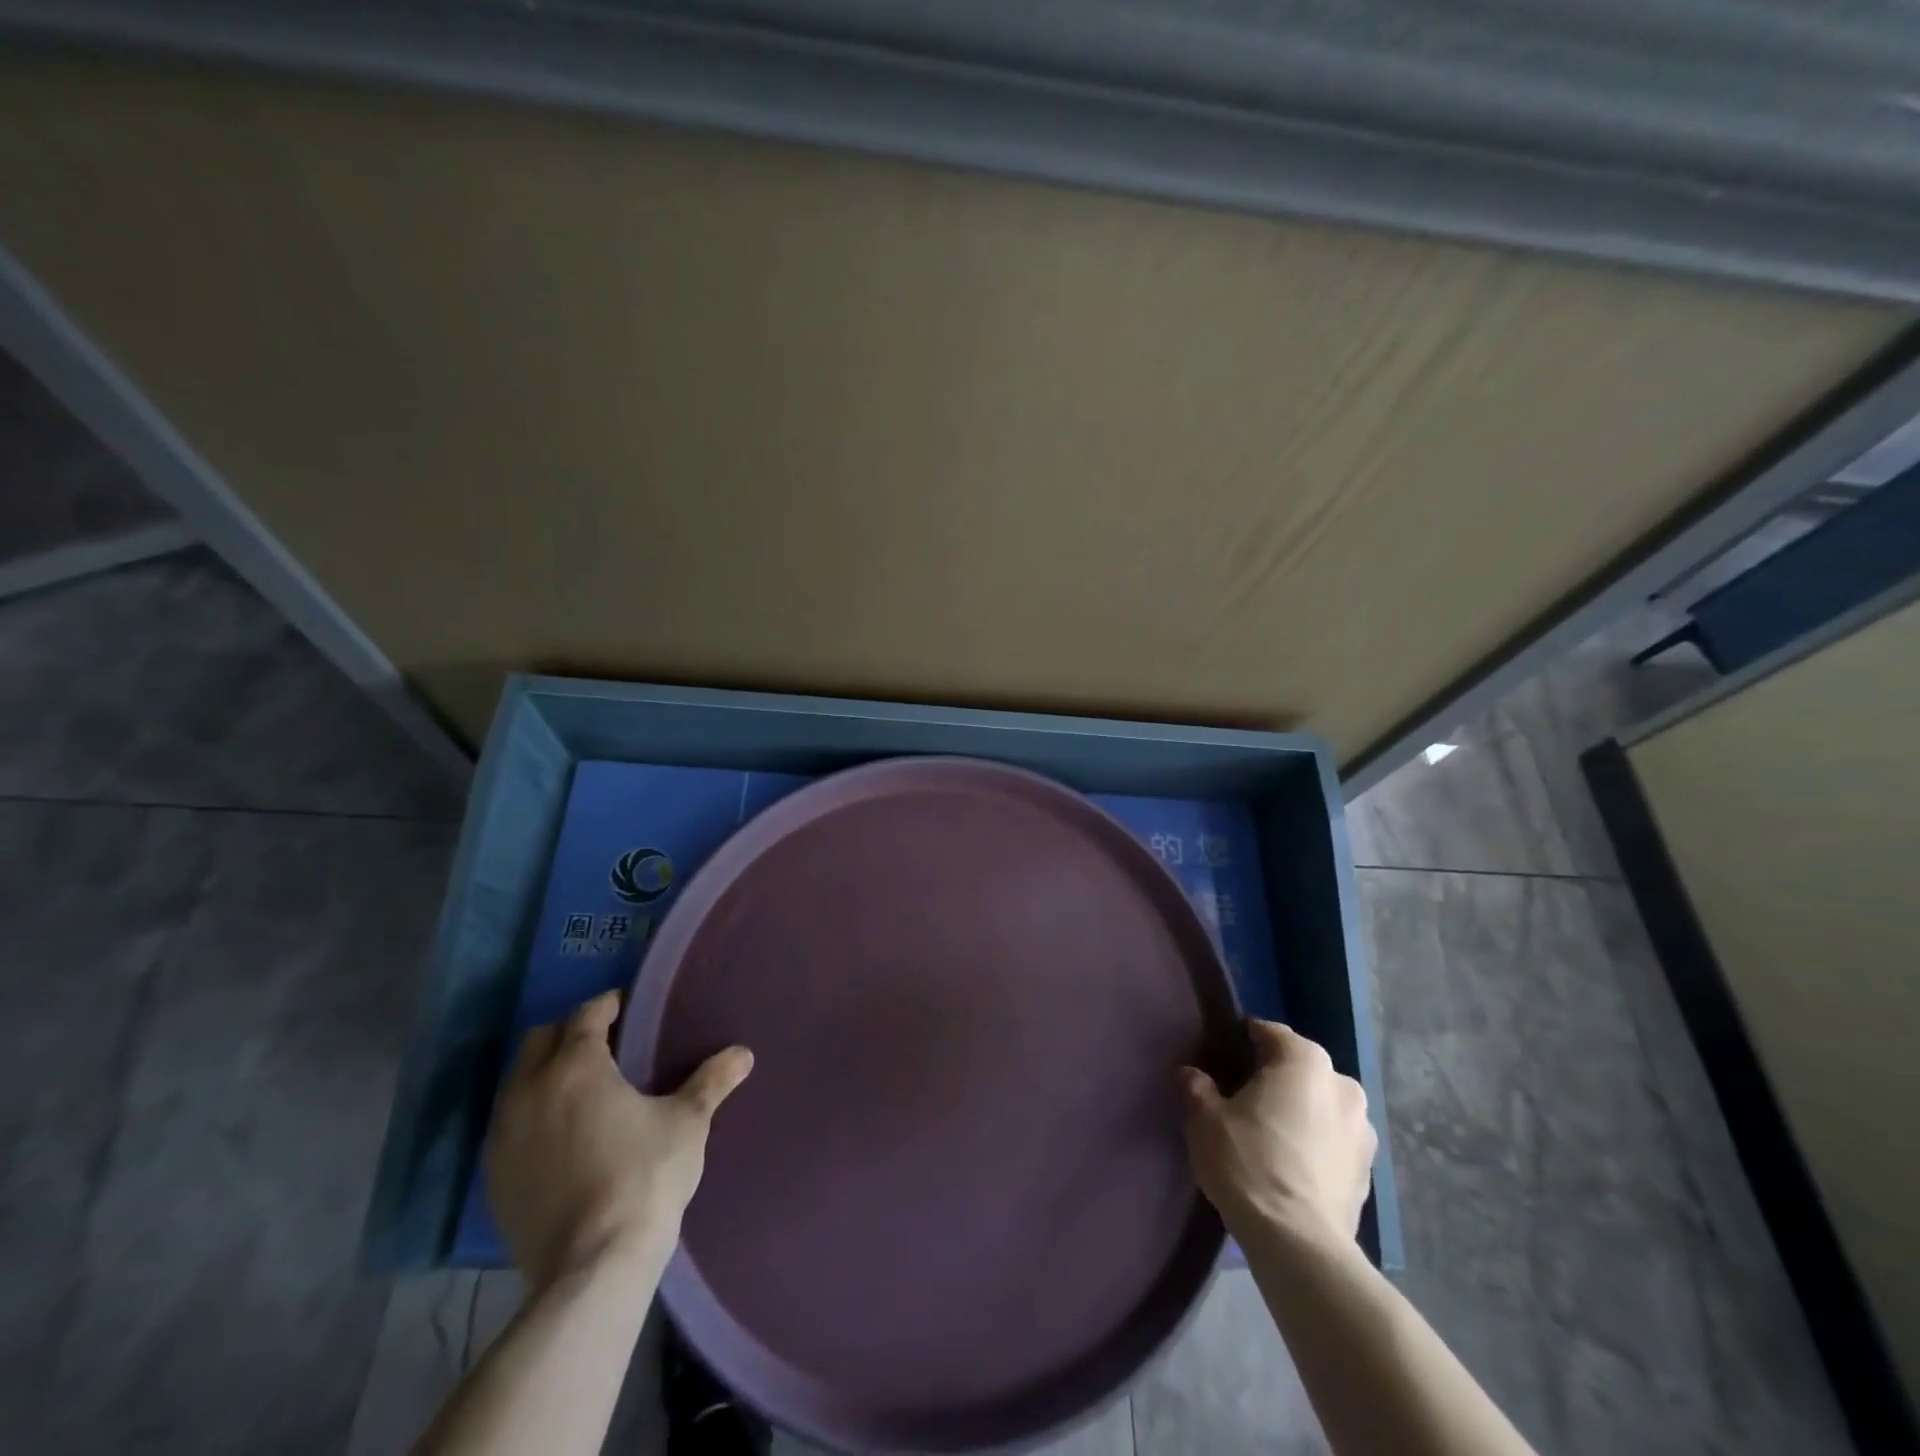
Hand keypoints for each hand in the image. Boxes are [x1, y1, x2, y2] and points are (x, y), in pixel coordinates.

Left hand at [485, 990, 753, 1289]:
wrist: (592, 1268)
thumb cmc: (645, 1178)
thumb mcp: (687, 1123)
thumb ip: (711, 1081)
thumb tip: (743, 1053)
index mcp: (576, 1067)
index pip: (587, 1014)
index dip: (610, 1006)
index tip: (629, 1009)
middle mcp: (529, 1091)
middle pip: (540, 1040)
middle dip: (570, 1033)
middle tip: (606, 1046)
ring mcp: (504, 1136)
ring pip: (517, 1081)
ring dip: (545, 1073)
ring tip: (582, 1090)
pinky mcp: (493, 1177)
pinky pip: (508, 1125)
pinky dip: (531, 1115)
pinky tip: (560, 1136)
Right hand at [1181, 1019, 1375, 1249]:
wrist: (1299, 1244)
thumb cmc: (1249, 1163)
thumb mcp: (1204, 1118)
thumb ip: (1196, 1086)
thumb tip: (1192, 1074)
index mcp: (1305, 1061)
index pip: (1269, 1033)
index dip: (1243, 1041)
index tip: (1223, 1058)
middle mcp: (1342, 1084)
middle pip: (1300, 1068)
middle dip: (1275, 1077)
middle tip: (1243, 1098)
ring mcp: (1363, 1130)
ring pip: (1321, 1105)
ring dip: (1300, 1111)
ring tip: (1269, 1134)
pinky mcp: (1369, 1171)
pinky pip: (1334, 1140)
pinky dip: (1315, 1143)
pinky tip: (1291, 1164)